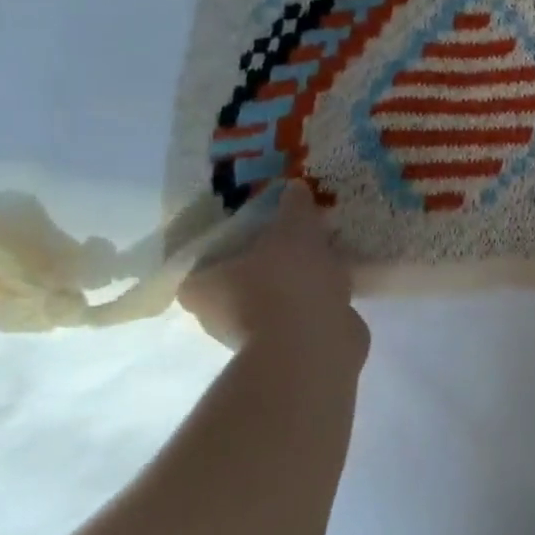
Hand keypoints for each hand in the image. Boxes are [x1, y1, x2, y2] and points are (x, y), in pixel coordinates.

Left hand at [179, 181, 367, 361]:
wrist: (314, 345)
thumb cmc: (287, 283)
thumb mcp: (294, 230)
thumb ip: (293, 207)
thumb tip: (293, 187)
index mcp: (199, 285)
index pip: (202, 256)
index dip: (226, 239)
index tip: (252, 224)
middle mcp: (215, 315)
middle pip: (237, 276)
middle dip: (263, 259)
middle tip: (292, 234)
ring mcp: (251, 334)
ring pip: (270, 296)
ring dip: (291, 281)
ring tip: (320, 254)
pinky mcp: (285, 346)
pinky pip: (296, 312)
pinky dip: (311, 299)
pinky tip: (334, 280)